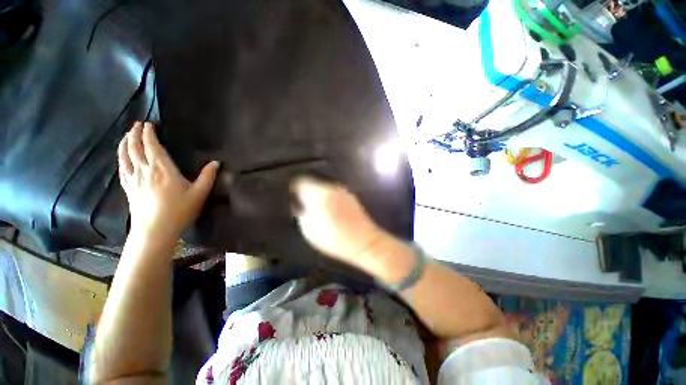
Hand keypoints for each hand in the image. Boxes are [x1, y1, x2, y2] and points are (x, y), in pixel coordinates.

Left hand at [117, 122, 218, 239]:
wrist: (155, 230)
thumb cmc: (179, 210)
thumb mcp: (199, 193)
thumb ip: (208, 176)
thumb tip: (216, 162)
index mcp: (162, 169)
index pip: (152, 146)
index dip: (149, 133)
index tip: (149, 124)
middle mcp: (145, 170)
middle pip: (135, 147)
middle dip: (136, 134)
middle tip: (137, 124)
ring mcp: (134, 179)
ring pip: (125, 156)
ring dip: (125, 143)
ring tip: (127, 135)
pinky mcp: (129, 188)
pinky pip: (122, 169)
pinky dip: (121, 159)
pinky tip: (122, 157)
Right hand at [291, 176, 387, 263]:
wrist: (364, 242)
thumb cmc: (334, 239)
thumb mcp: (309, 230)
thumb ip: (301, 213)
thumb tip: (298, 203)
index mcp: (319, 194)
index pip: (300, 181)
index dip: (293, 188)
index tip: (291, 197)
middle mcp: (331, 187)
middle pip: (312, 181)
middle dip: (305, 190)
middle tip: (301, 202)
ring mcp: (342, 190)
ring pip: (323, 186)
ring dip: (316, 193)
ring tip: (314, 206)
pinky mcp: (349, 195)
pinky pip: (332, 191)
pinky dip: (326, 196)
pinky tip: (328, 207)